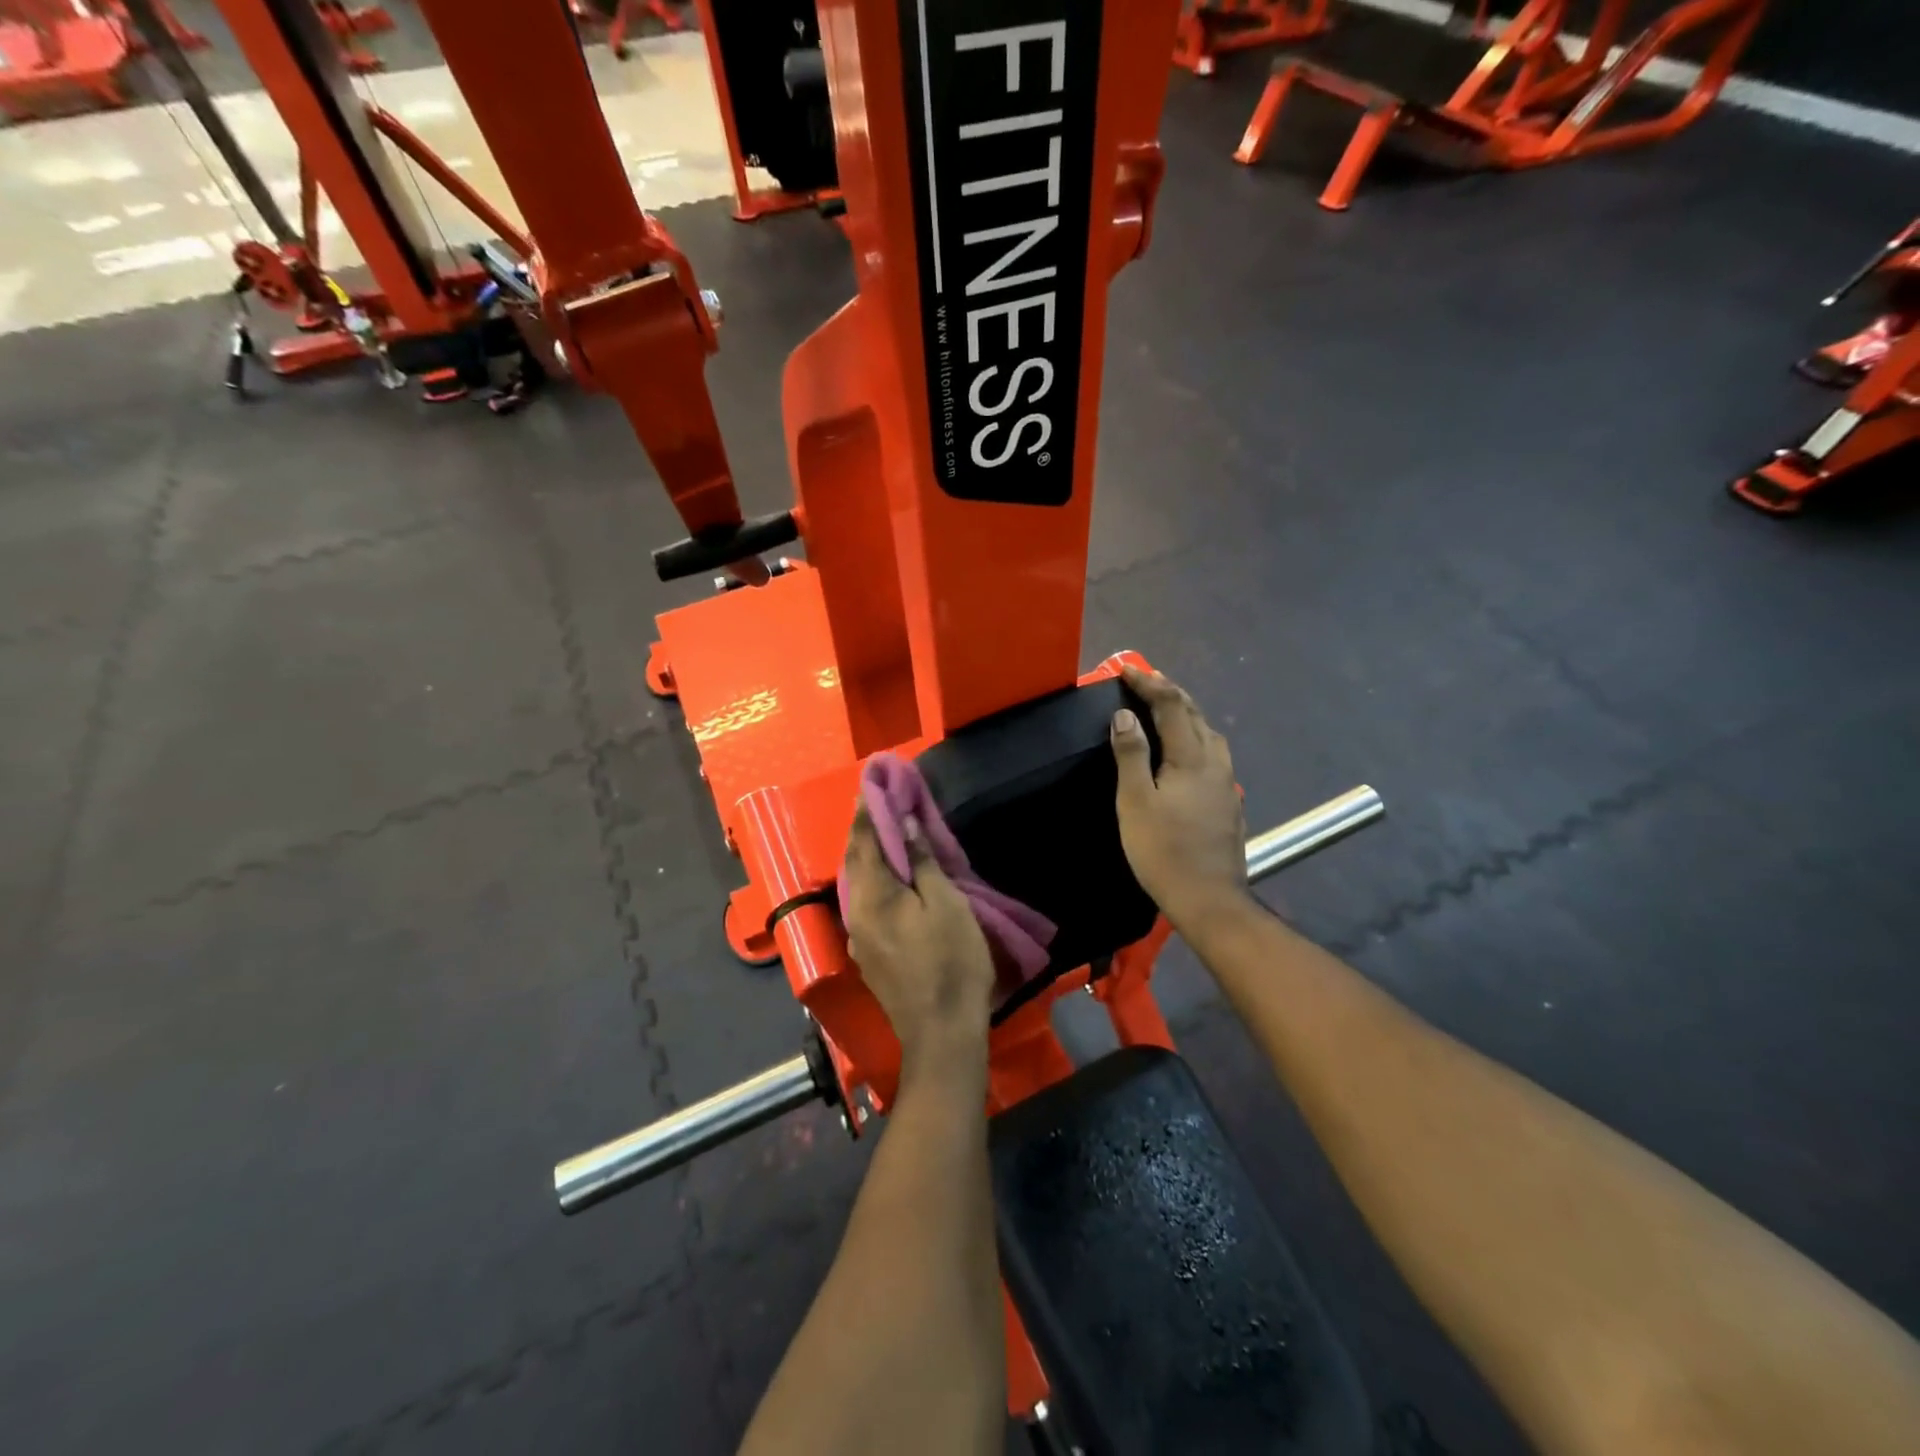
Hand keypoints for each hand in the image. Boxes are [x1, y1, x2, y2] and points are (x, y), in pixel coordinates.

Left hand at [843, 808, 995, 1074]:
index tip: (873, 780)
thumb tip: (906, 827)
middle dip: (865, 829)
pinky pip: (866, 903)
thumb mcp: (946, 905)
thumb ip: (922, 864)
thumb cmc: (951, 963)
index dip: (870, 809)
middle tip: (877, 800)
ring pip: (858, 883)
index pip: (866, 840)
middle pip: (856, 861)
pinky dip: (875, 879)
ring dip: (869, 854)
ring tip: (883, 830)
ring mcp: (859, 937)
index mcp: (872, 896)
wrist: (941, 1033)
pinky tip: (888, 876)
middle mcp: (855, 913)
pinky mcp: (869, 954)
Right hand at [1110, 666, 1248, 926]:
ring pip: (1210, 734)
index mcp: (1191, 757)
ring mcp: (1227, 784)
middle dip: (1171, 692)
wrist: (1208, 899)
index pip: (1172, 706)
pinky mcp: (1228, 803)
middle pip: (1196, 715)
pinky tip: (1187, 753)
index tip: (1126, 669)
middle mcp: (1216, 763)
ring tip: (1166, 710)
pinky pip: (1213, 755)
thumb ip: (1131, 754)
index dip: (1149, 683)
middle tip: (1146, 681)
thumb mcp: (1135, 802)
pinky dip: (1196, 738)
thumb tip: (1124, 715)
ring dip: (1187, 714)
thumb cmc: (1163, 850)